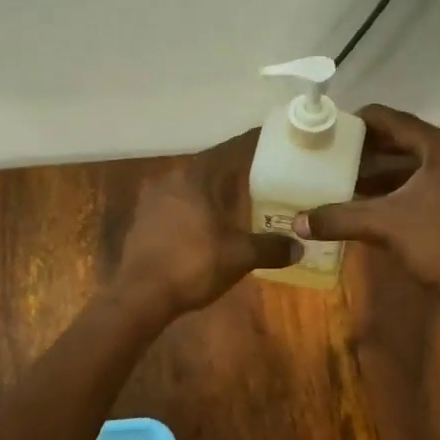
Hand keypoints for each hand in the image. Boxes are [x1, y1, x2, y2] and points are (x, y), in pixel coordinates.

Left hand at [113, 130, 298, 317]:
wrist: (141, 295)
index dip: (253, 146)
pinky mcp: (142, 221)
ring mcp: (151, 200)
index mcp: (195, 176)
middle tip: (262, 177)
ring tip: (237, 202)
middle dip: (234, 173)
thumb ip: (270, 247)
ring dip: (212, 193)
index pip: (231, 150)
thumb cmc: (193, 265)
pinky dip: (195, 210)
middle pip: (210, 168)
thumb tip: (299, 247)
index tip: (273, 144)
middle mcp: (171, 179)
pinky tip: (207, 225)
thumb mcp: (239, 256)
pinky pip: (176, 206)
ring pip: (191, 187)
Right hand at [293, 105, 439, 304]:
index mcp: (438, 149)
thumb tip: (296, 222)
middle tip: (331, 150)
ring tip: (342, 176)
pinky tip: (363, 203)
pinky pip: (414, 187)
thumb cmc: (437, 242)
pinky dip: (389, 191)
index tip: (330, 127)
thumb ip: (339, 218)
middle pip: (400, 141)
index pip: (393, 119)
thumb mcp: (383, 225)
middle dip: (366, 147)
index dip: (360, 120)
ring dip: (376, 171)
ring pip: (407, 166)